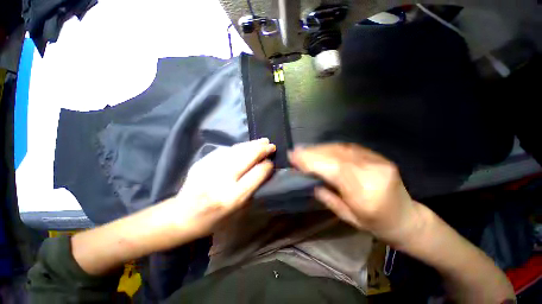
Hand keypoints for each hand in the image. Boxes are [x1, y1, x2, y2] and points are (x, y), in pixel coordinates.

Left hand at [171, 138, 274, 238]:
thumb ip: (252, 189)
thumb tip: (263, 170)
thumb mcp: (238, 211)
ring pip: (236, 150)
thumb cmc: (213, 219)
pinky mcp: (202, 162)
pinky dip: (238, 147)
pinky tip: (245, 146)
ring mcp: (210, 168)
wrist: (181, 216)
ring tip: (262, 141)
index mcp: (233, 197)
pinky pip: (225, 150)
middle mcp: (222, 180)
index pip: (257, 174)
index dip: (267, 166)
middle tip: (270, 145)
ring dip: (252, 144)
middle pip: (247, 157)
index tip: (271, 162)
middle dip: (261, 150)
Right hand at [288, 143, 422, 246]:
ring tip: (305, 151)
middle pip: (336, 156)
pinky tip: (321, 150)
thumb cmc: (375, 224)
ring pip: (341, 149)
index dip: (312, 161)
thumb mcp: (347, 217)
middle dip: (312, 153)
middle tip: (295, 152)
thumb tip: (309, 178)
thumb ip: (326, 195)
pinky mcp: (377, 156)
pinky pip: (349, 148)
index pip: (334, 170)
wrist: (407, 218)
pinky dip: (331, 148)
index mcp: (366, 194)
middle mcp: (373, 172)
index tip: (293, 157)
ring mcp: (377, 161)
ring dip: (320, 149)